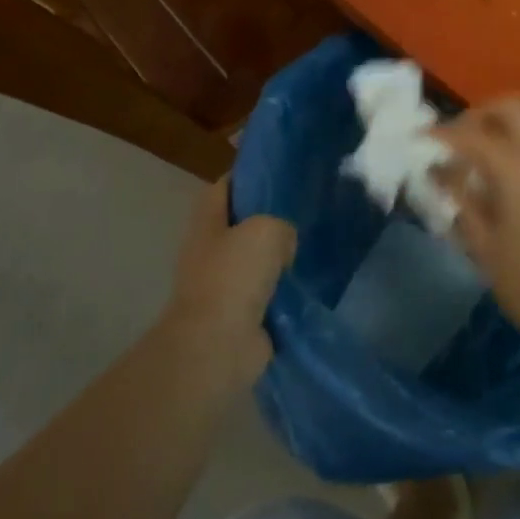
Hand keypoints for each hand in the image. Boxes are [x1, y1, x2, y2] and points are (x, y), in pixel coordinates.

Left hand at [161, 177, 295, 392]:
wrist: (218, 347)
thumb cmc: (234, 277)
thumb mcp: (266, 230)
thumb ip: (281, 224)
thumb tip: (284, 245)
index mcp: (207, 222)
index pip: (225, 187)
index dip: (248, 175)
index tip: (280, 171)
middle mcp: (211, 250)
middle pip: (242, 223)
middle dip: (269, 217)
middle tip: (304, 208)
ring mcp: (223, 285)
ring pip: (256, 259)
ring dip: (279, 256)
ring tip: (312, 243)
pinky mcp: (240, 315)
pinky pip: (267, 292)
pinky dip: (284, 289)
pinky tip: (310, 280)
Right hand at [435, 98, 519, 367]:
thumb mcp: (486, 249)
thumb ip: (462, 203)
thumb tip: (441, 173)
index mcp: (518, 169)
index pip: (471, 134)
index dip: (441, 133)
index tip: (418, 139)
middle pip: (508, 108)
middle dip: (476, 117)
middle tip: (453, 146)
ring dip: (498, 132)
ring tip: (474, 169)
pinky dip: (516, 149)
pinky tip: (501, 186)